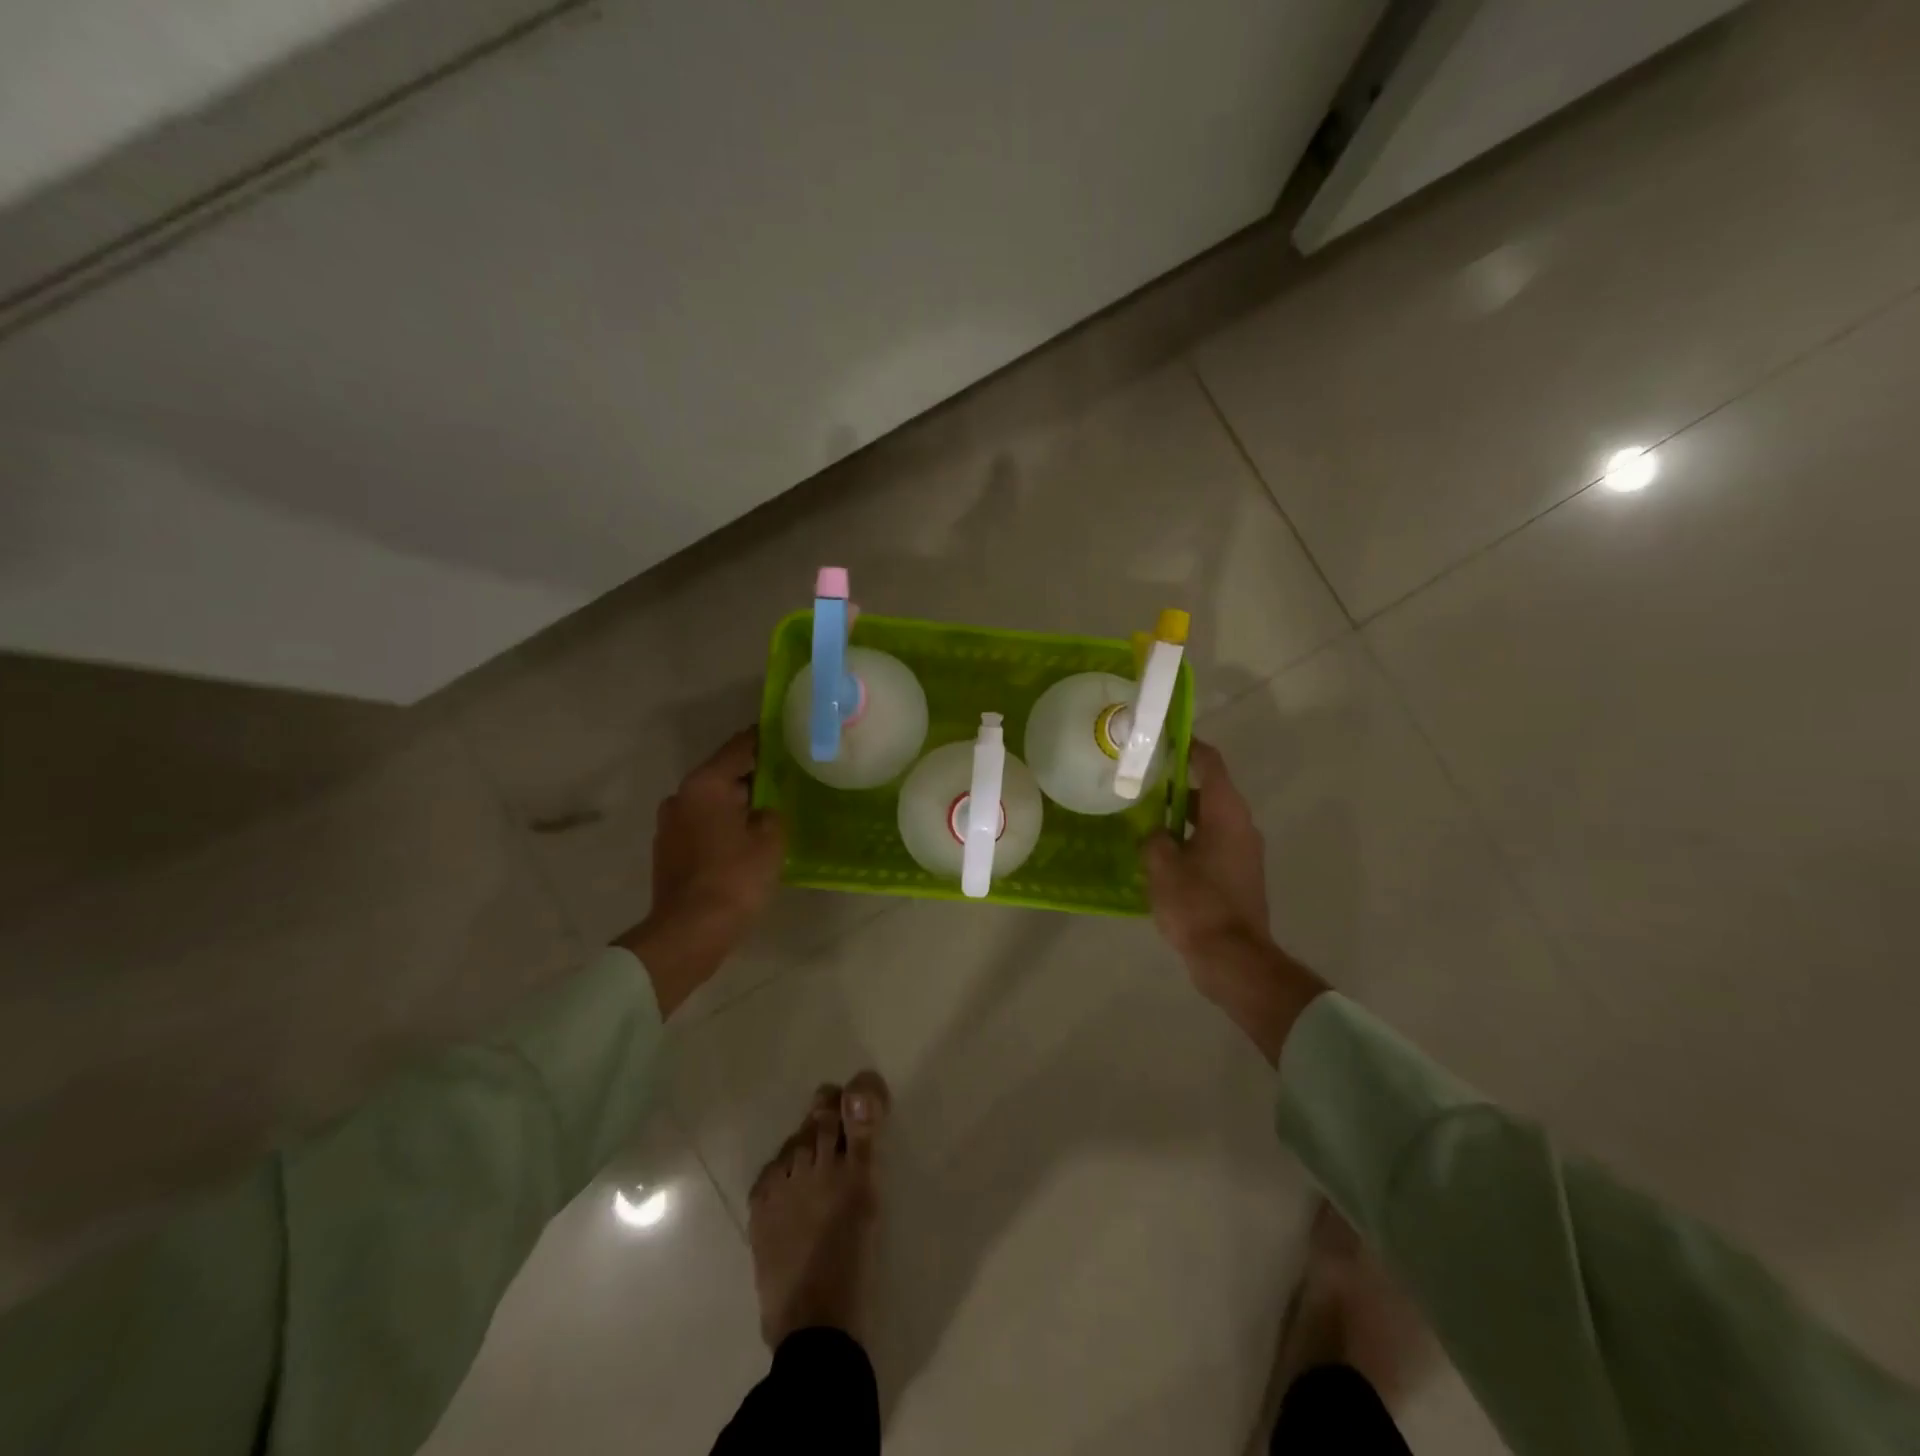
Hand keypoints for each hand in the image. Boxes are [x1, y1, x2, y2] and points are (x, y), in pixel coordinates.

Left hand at [617, 729, 783, 1017]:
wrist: (690, 932)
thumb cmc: (735, 878)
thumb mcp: (770, 840)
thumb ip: (772, 813)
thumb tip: (765, 810)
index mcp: (705, 784)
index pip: (739, 748)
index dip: (764, 740)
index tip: (786, 734)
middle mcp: (681, 796)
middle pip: (723, 775)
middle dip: (753, 776)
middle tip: (787, 778)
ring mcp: (670, 825)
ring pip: (712, 803)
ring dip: (738, 804)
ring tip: (770, 811)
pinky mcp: (668, 851)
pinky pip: (703, 826)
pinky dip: (723, 826)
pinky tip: (746, 840)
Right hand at [1143, 740, 1324, 1064]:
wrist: (1233, 959)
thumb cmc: (1197, 904)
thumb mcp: (1161, 866)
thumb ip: (1153, 838)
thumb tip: (1155, 833)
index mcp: (1226, 813)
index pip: (1210, 763)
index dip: (1188, 746)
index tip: (1164, 738)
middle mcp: (1242, 825)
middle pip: (1210, 790)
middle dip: (1176, 783)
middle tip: (1142, 781)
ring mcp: (1244, 852)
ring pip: (1210, 819)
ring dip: (1181, 814)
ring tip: (1145, 816)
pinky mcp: (1239, 875)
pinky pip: (1213, 843)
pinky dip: (1190, 838)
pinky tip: (1162, 852)